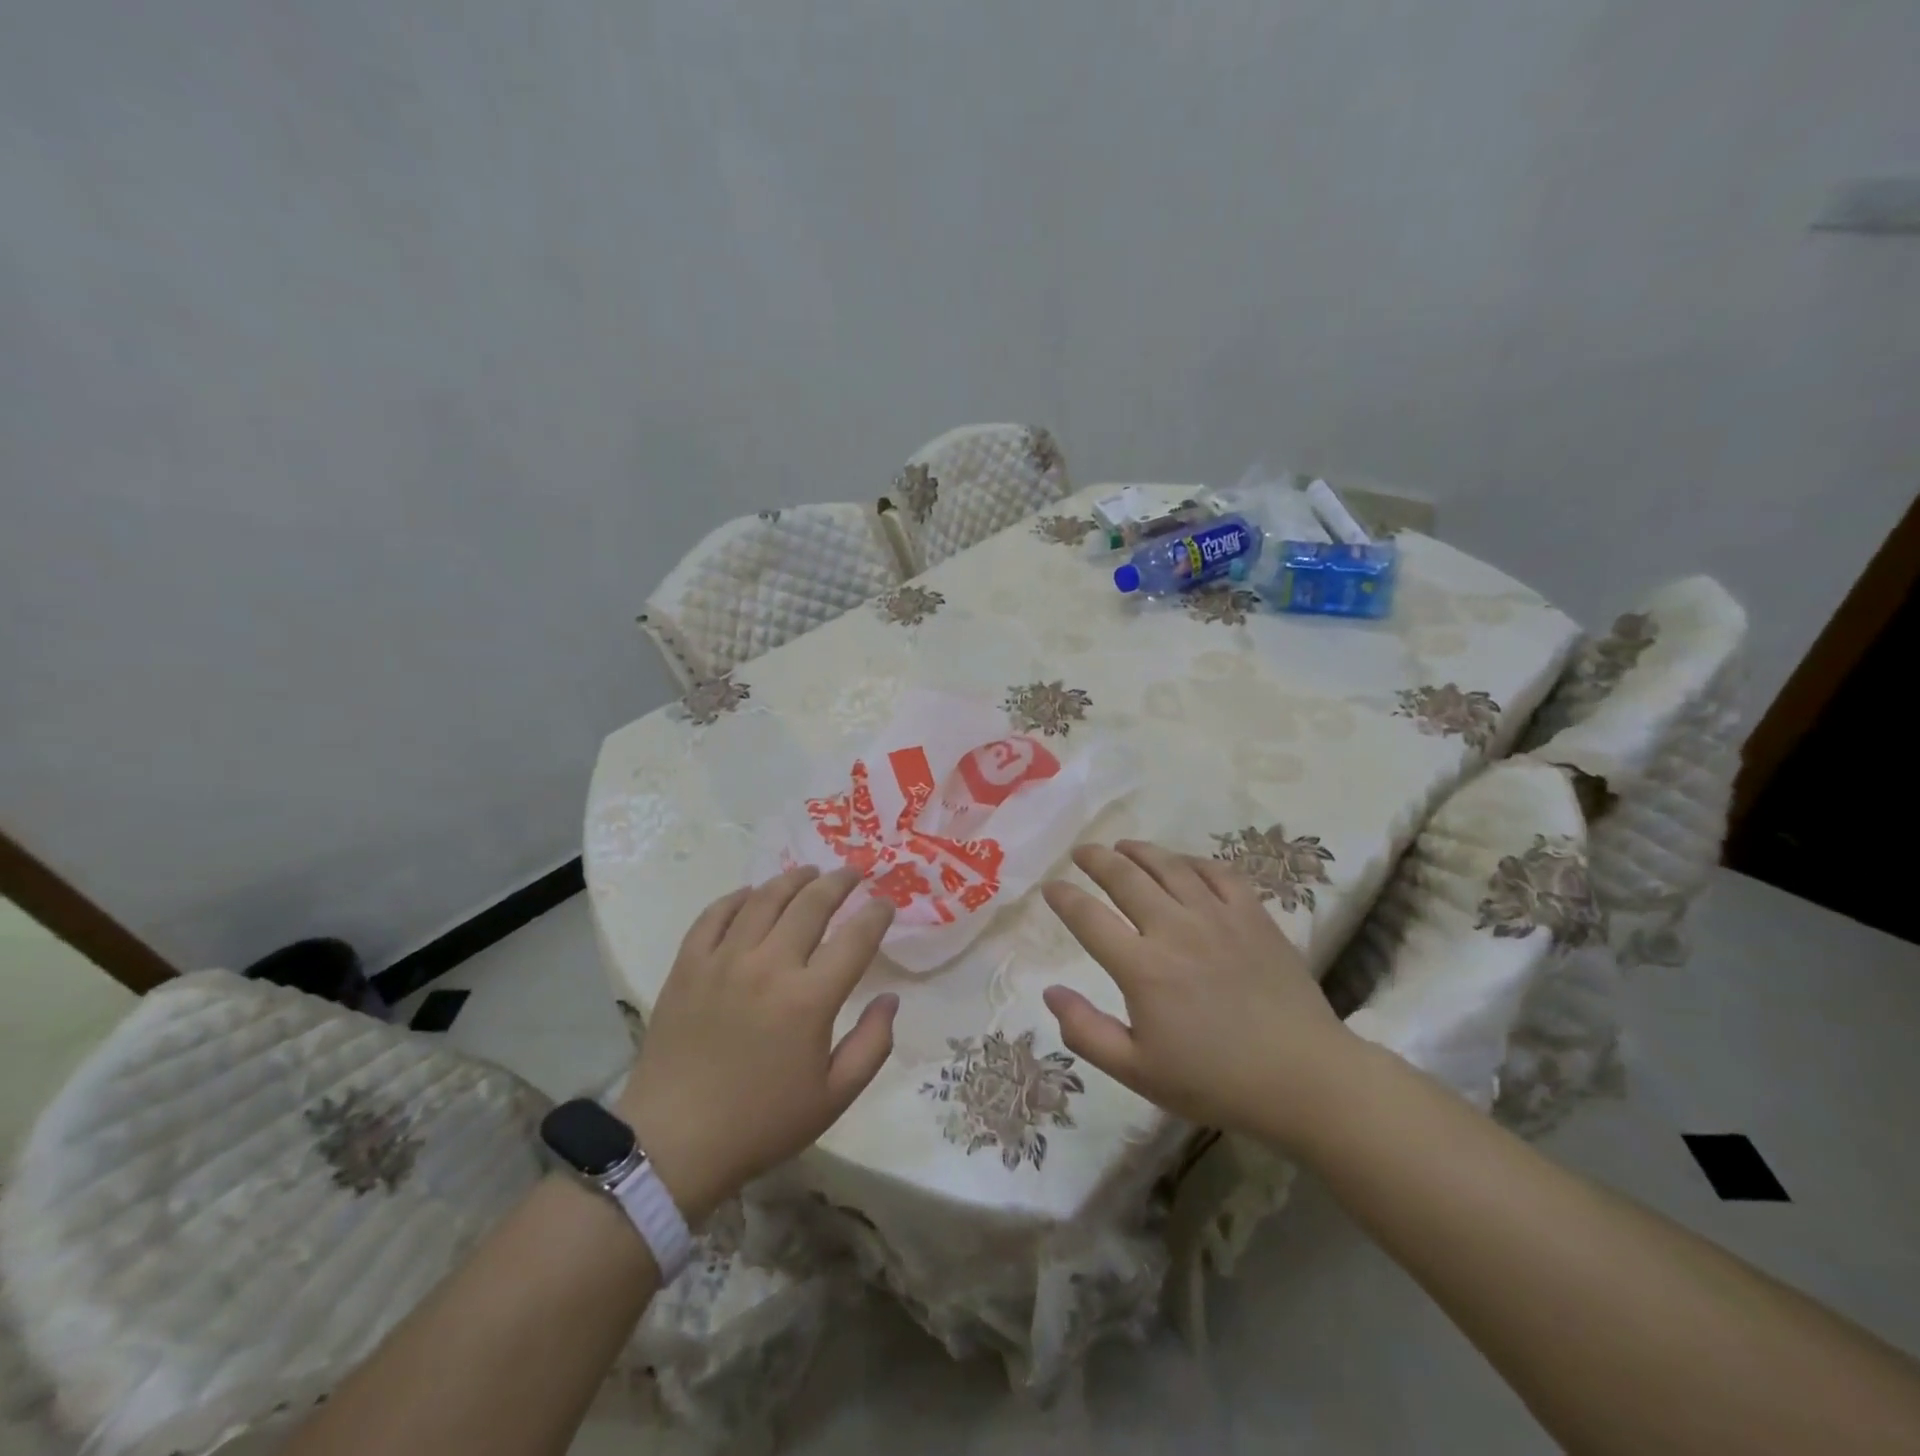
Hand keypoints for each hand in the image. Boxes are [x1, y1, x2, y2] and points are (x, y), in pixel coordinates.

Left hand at [615, 866, 897, 1223]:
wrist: (673, 1143)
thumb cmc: (761, 1123)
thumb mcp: (833, 1098)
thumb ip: (872, 1045)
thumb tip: (890, 999)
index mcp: (810, 999)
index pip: (855, 938)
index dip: (877, 914)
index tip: (886, 904)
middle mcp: (769, 966)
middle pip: (811, 904)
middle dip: (839, 882)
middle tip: (852, 873)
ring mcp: (724, 960)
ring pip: (764, 899)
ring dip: (792, 879)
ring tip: (809, 872)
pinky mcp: (688, 965)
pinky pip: (714, 915)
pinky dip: (737, 897)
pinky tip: (751, 894)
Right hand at [1040, 840, 1359, 1145]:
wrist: (1305, 1080)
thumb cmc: (1215, 1082)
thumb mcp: (1138, 1072)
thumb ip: (1086, 1032)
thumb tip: (1051, 992)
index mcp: (1142, 968)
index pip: (1088, 918)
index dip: (1064, 898)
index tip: (1051, 887)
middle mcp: (1175, 929)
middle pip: (1125, 877)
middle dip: (1096, 859)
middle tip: (1081, 852)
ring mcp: (1217, 917)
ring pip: (1169, 866)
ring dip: (1139, 851)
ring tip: (1122, 846)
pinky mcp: (1253, 915)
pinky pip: (1218, 872)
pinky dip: (1192, 861)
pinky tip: (1182, 863)